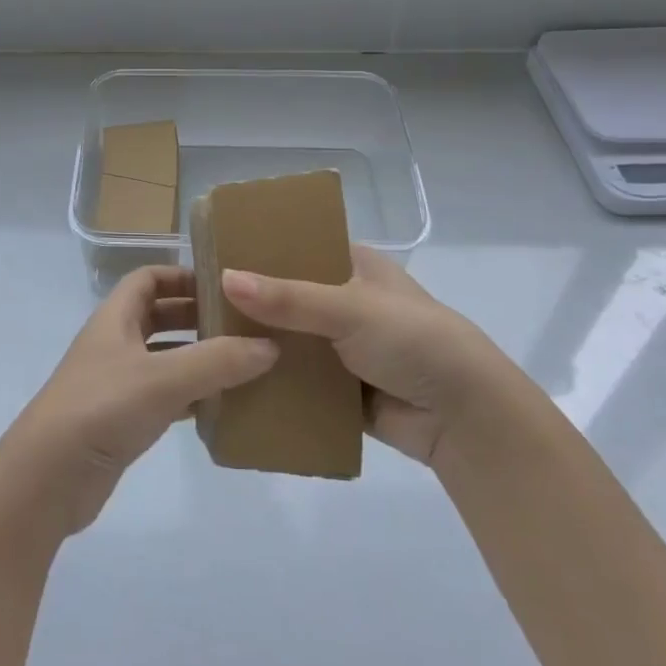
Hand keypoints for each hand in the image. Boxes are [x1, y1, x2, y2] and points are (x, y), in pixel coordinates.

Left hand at [0, 265, 277, 538]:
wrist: (47, 479)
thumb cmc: (101, 408)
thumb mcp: (163, 378)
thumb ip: (217, 361)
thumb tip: (270, 345)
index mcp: (115, 317)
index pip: (148, 278)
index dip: (182, 275)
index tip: (223, 285)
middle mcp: (115, 343)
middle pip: (159, 315)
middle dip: (197, 316)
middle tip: (243, 325)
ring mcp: (116, 383)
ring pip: (164, 358)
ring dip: (198, 358)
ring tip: (244, 364)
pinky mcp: (122, 421)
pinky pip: (164, 397)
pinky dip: (191, 396)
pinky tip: (222, 407)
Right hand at [223, 247, 495, 466]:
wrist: (465, 417)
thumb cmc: (413, 340)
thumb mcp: (350, 308)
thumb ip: (288, 298)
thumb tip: (224, 278)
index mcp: (356, 266)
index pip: (301, 248)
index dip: (263, 250)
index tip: (216, 255)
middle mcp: (348, 302)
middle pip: (290, 297)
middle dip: (254, 303)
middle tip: (200, 304)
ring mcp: (346, 348)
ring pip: (293, 341)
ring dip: (262, 345)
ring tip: (207, 343)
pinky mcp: (344, 390)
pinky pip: (301, 383)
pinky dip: (277, 383)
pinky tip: (235, 383)